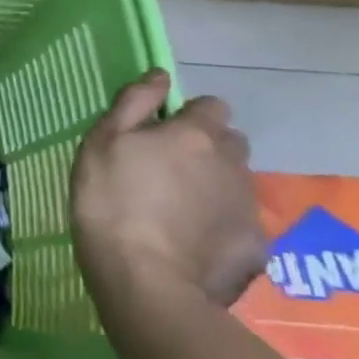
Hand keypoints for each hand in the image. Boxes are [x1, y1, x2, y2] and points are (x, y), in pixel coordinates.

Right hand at [70, 70, 265, 310]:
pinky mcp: (258, 247)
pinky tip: (193, 245)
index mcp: (196, 134)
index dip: (188, 117)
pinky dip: (221, 228)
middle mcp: (233, 163)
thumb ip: (133, 103)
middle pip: (230, 143)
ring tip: (177, 212)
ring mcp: (250, 207)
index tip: (160, 135)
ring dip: (214, 187)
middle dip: (207, 149)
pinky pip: (240, 224)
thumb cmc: (111, 203)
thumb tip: (160, 75)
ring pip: (237, 183)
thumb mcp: (101, 143)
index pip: (212, 106)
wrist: (147, 283)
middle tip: (168, 173)